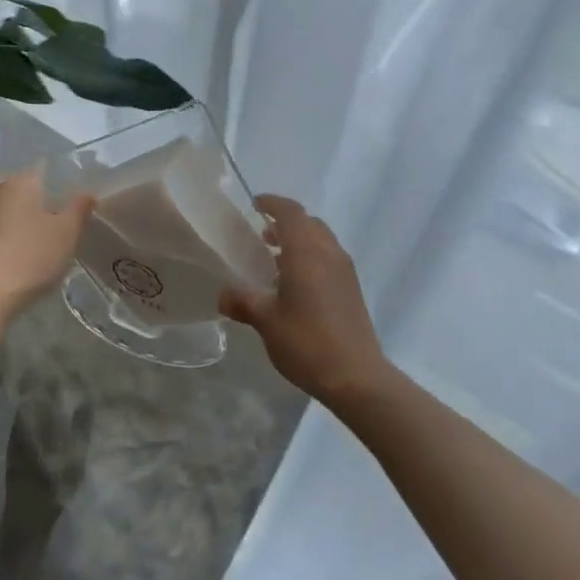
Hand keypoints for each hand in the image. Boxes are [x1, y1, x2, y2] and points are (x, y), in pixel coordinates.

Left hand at [0, 167, 94, 313]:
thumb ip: (79, 208)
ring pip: (7, 207)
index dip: (61, 182)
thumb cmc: (32, 255)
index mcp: (22, 180)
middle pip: (23, 187)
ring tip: (40, 236)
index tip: (73, 199)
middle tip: (58, 218)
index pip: (45, 169)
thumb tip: (88, 192)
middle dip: (39, 199)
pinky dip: (7, 233)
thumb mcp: (68, 232)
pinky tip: (19, 250)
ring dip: (21, 217)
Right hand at [220, 195, 398, 405]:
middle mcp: (329, 253)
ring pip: (321, 241)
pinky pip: (328, 259)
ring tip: (273, 261)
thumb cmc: (306, 341)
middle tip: (261, 236)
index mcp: (307, 252)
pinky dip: (310, 259)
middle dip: (285, 223)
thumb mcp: (266, 321)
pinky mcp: (352, 289)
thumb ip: (242, 301)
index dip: (272, 203)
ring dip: (298, 242)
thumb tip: (223, 295)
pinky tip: (293, 286)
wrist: (356, 376)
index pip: (291, 212)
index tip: (254, 205)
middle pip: (308, 223)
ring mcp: (344, 271)